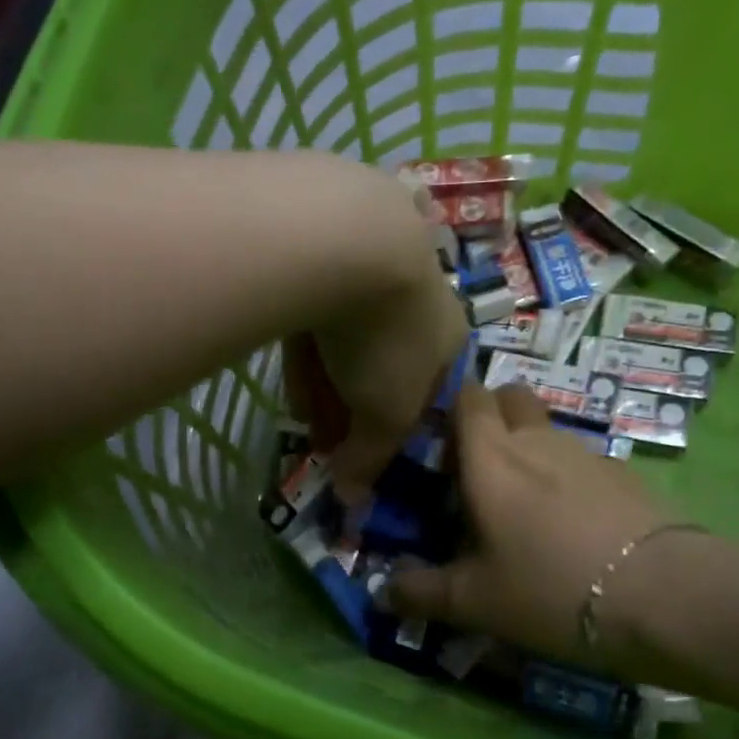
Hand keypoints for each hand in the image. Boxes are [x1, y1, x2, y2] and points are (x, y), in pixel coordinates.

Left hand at [285, 183, 470, 502]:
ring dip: (328, 381)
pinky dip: (307, 346)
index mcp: (448, 338)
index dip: (394, 431)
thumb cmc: (387, 338)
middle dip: (356, 407)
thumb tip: (353, 497)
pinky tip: (290, 369)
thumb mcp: (386, 413)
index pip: (427, 395)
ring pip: (349, 339)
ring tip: (302, 414)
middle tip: (326, 438)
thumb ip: (371, 455)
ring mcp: (373, 270)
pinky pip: (319, 312)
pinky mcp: (329, 253)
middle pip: (386, 366)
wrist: (352, 241)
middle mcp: (418, 301)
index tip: (364, 455)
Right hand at [385, 381, 682, 665]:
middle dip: (492, 415)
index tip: (438, 440)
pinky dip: (568, 477)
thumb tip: (381, 591)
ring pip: (547, 430)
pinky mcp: (625, 475)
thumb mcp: (474, 601)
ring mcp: (585, 453)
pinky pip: (582, 461)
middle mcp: (535, 440)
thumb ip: (421, 592)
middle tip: (479, 465)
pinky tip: (574, 524)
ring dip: (531, 449)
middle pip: (510, 397)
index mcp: (490, 457)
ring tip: (526, 504)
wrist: (664, 596)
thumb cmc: (549, 587)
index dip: (449, 407)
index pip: (466, 397)